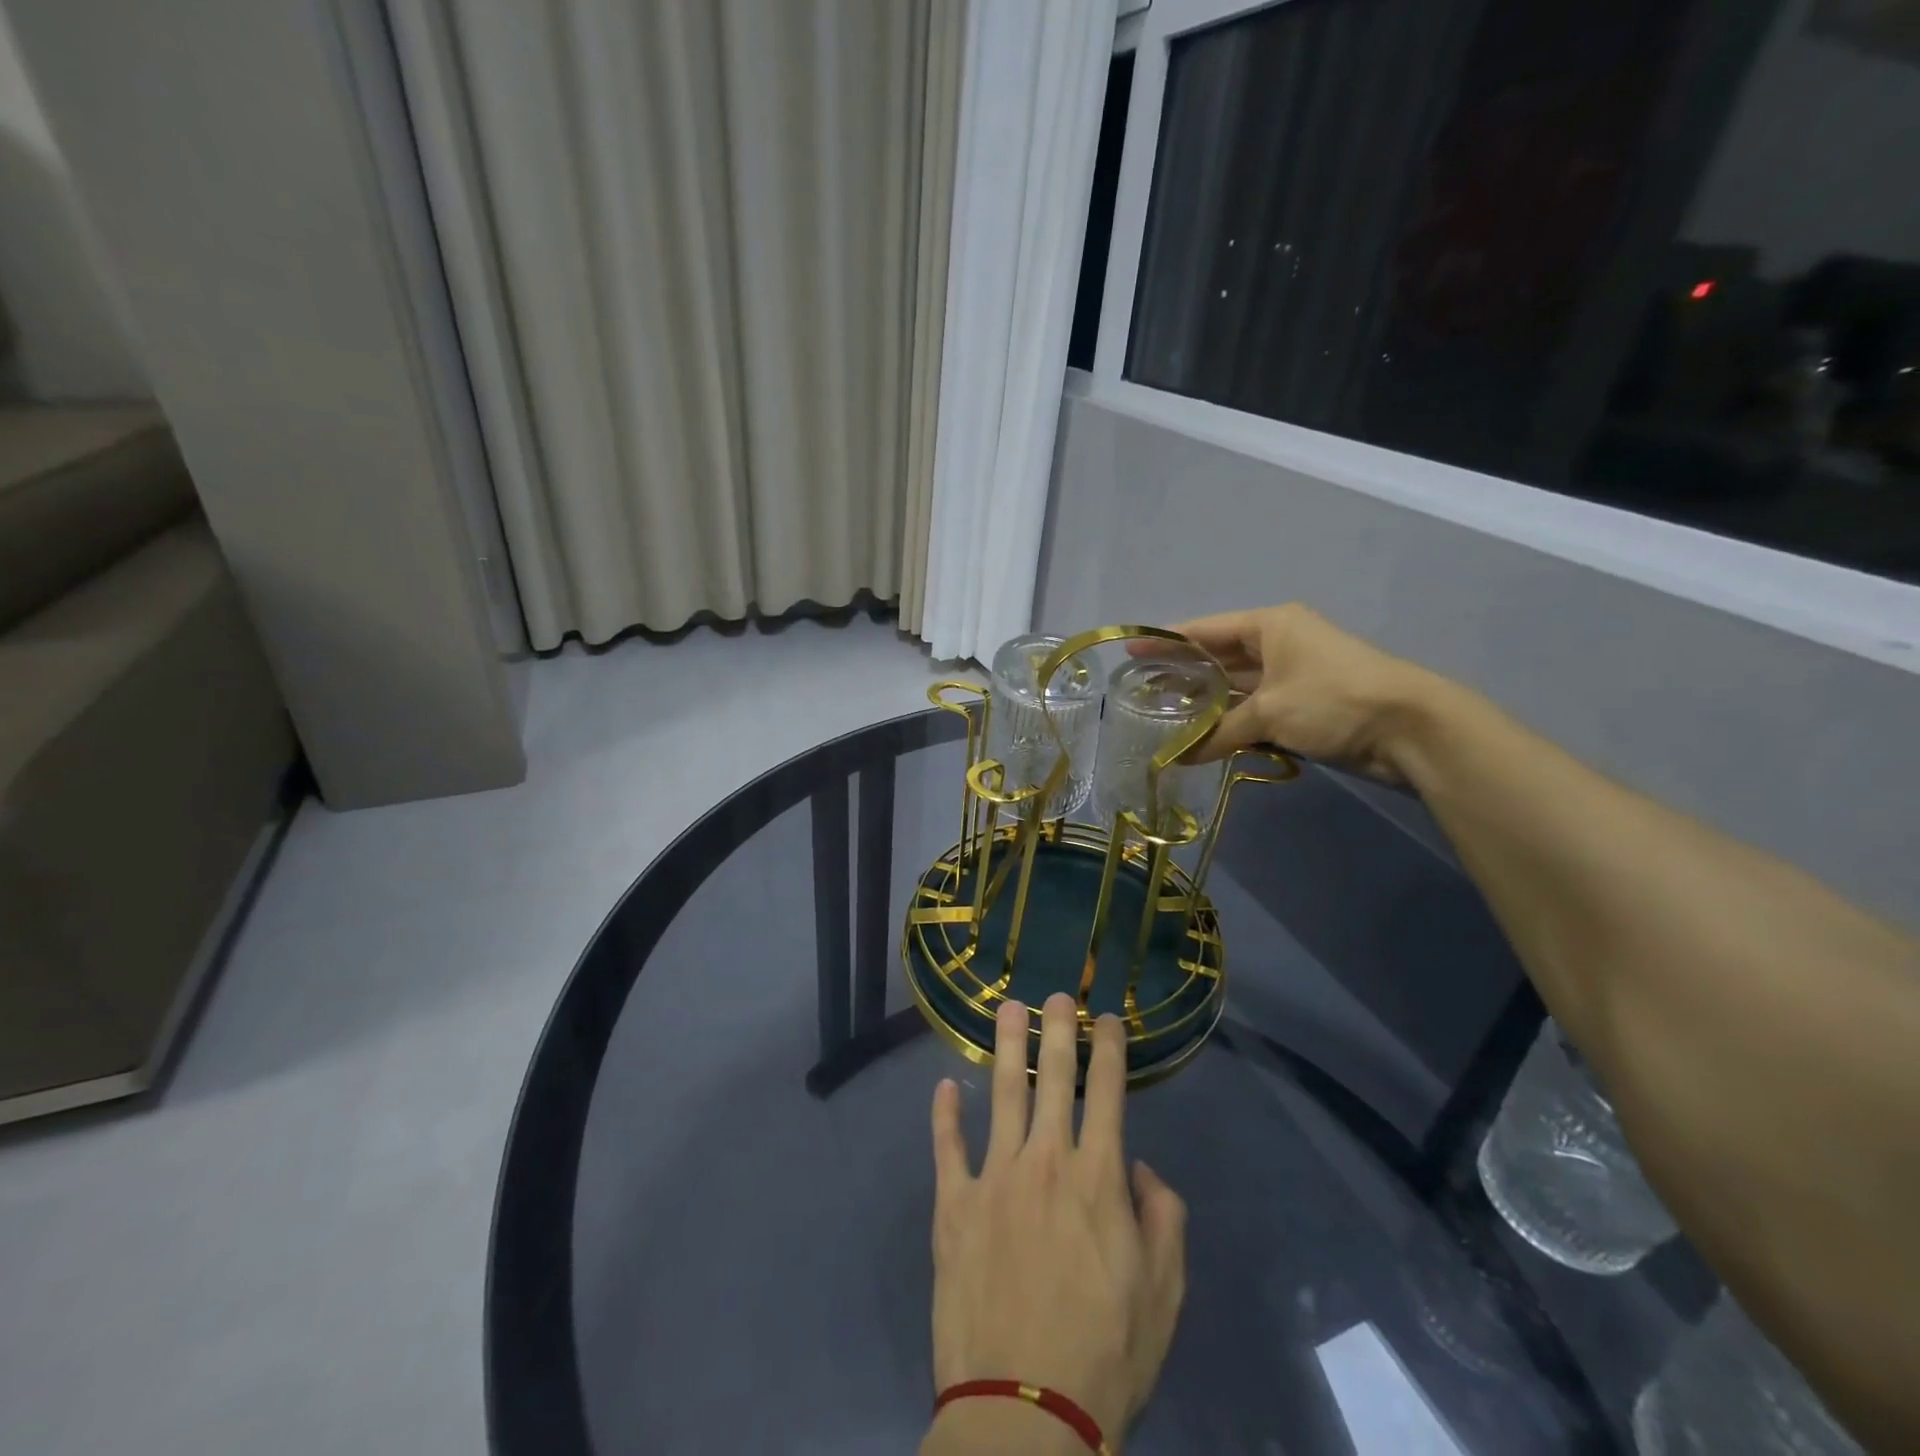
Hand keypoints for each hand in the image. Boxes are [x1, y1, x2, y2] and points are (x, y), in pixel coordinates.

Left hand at [924, 994, 1186, 1453]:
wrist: (1025, 1412)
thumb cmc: (1105, 1354)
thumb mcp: (1164, 1294)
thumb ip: (1162, 1218)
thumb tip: (1137, 1167)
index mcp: (1097, 1178)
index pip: (1108, 1092)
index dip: (1110, 1047)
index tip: (1107, 1015)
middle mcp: (1045, 1161)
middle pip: (1052, 1077)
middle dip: (1056, 1028)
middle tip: (1055, 993)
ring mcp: (994, 1178)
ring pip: (1000, 1094)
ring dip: (1004, 1046)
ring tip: (1005, 1008)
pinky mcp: (953, 1205)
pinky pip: (947, 1147)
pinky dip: (944, 1114)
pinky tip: (943, 1086)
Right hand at [1154, 604, 1435, 779]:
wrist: (1408, 728)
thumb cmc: (1332, 698)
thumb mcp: (1269, 712)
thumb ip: (1218, 732)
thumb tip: (1177, 758)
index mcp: (1270, 626)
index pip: (1206, 630)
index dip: (1167, 640)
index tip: (1132, 651)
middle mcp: (1279, 644)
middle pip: (1219, 657)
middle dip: (1184, 674)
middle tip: (1142, 689)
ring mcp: (1292, 677)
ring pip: (1237, 688)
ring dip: (1207, 704)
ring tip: (1163, 716)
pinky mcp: (1303, 707)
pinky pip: (1255, 711)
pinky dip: (1231, 724)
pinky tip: (1202, 736)